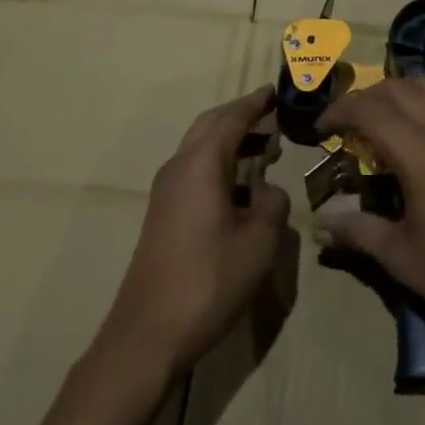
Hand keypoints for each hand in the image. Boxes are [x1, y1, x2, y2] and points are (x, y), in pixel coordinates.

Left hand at [95, 85, 291, 379]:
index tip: (275, 91)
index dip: (256, 103)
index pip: (232, 118)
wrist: (148, 334)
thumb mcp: (258, 242)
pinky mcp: (163, 213)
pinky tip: (243, 187)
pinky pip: (195, 170)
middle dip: (241, 115)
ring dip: (231, 140)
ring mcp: (166, 191)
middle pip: (211, 125)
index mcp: (202, 164)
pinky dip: (220, 163)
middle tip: (272, 114)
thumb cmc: (209, 280)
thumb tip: (268, 190)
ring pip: (201, 147)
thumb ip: (272, 205)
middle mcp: (180, 167)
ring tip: (265, 148)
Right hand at [313, 76, 424, 384]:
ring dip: (398, 94)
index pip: (369, 109)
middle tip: (347, 126)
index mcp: (420, 153)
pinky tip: (422, 138)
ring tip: (382, 124)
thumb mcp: (403, 258)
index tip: (321, 129)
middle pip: (397, 88)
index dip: (339, 111)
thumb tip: (323, 221)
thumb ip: (359, 231)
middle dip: (365, 98)